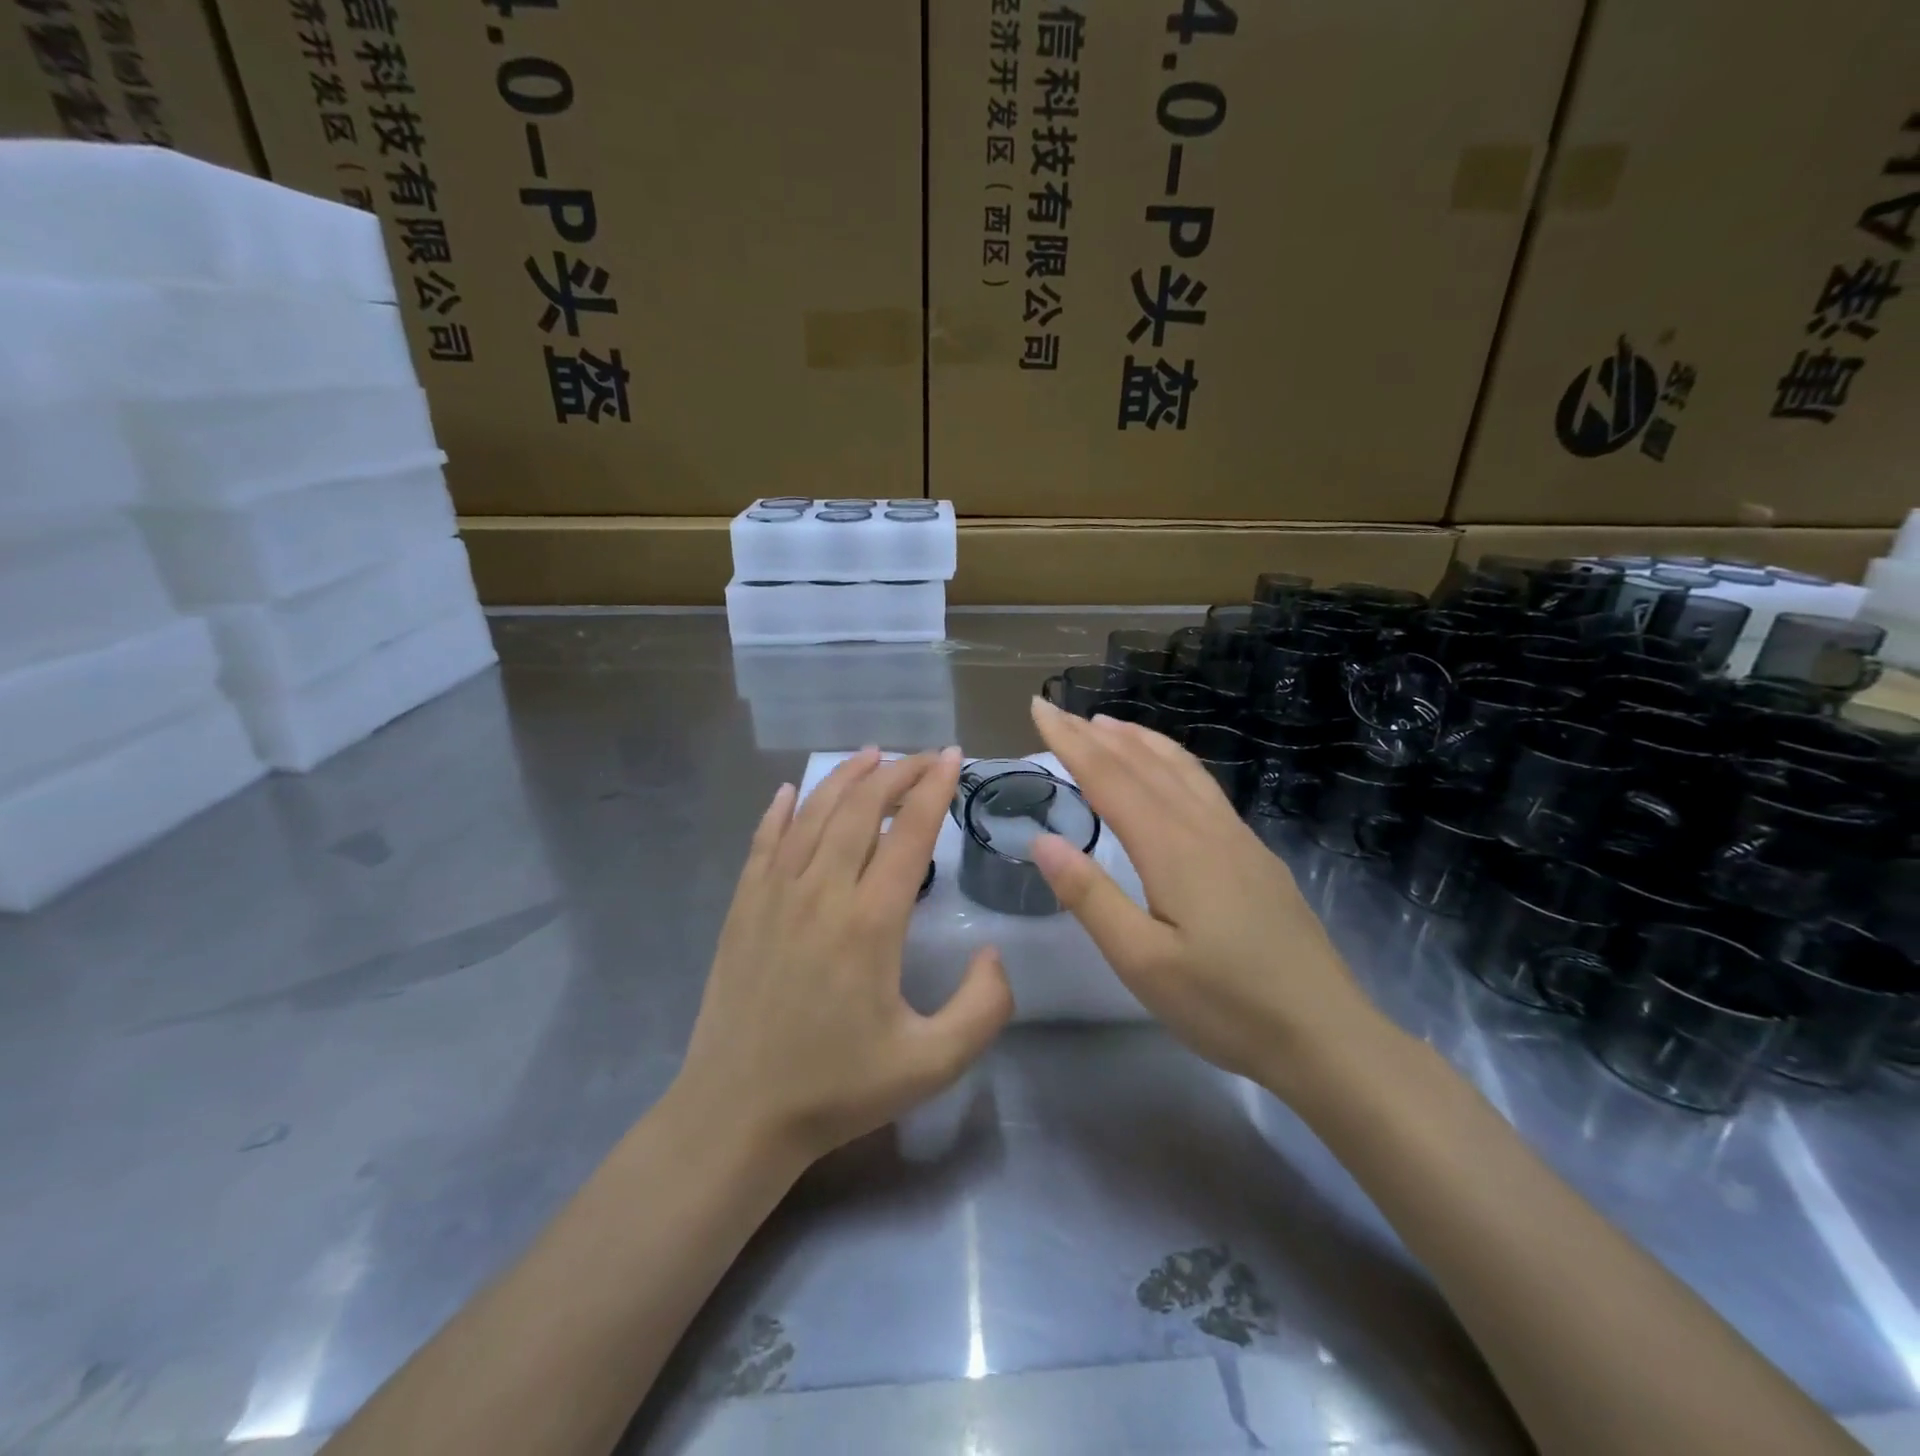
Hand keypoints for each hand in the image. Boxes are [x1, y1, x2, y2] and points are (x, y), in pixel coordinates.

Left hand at [676, 748, 1013, 1165]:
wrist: (737, 1114)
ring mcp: (774, 895)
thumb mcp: (932, 1064)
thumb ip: (983, 1007)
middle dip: (896, 774)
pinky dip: (781, 810)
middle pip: (861, 809)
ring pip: (813, 815)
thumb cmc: (837, 1088)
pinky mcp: (742, 907)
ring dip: (845, 779)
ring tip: (871, 756)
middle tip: (922, 757)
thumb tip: (993, 954)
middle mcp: (821, 892)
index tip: (952, 758)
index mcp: (870, 922)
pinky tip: (793, 792)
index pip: (910, 833)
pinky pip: (764, 841)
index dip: (934, 789)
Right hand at [1028, 699, 1381, 1089]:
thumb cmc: (1225, 1005)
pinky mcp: (1256, 855)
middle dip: (1096, 733)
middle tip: (1059, 710)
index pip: (1109, 778)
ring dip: (1139, 739)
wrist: (1326, 1034)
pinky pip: (1204, 787)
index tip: (1039, 708)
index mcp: (1172, 848)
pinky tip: (1170, 773)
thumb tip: (1043, 840)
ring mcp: (1237, 838)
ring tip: (1107, 724)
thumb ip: (1091, 897)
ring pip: (1181, 769)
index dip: (1070, 742)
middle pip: (1143, 764)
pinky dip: (1173, 762)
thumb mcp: (1142, 962)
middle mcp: (1205, 828)